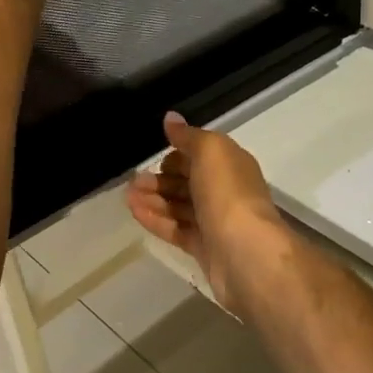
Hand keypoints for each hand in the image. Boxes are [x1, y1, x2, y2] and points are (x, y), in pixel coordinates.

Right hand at [127, 112, 288, 315]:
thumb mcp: (210, 151)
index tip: (155, 156)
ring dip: (154, 199)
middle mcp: (226, 192)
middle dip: (161, 179)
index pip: (202, 155)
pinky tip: (135, 213)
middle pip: (189, 182)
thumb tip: (171, 118)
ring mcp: (215, 222)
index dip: (178, 154)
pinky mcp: (204, 248)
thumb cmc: (228, 194)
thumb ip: (189, 136)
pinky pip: (176, 229)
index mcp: (232, 165)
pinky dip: (156, 220)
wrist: (245, 253)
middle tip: (133, 181)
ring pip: (180, 206)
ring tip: (128, 197)